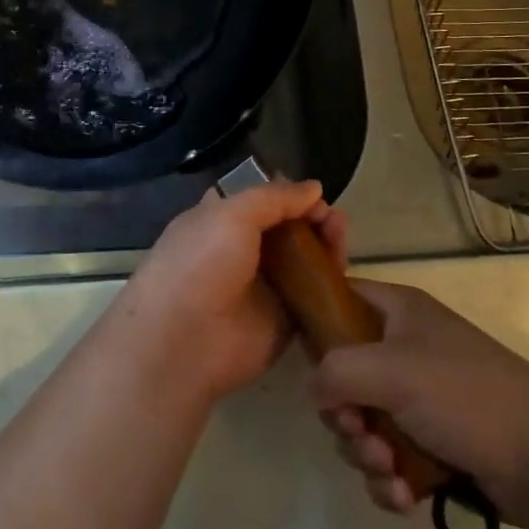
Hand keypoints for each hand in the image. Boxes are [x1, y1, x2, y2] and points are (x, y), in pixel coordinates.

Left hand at [120, 180, 347, 403]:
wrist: (185, 340)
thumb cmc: (201, 263)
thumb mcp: (232, 214)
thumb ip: (274, 198)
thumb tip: (314, 188)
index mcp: (219, 221)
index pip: (259, 202)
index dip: (286, 194)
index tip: (313, 194)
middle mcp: (241, 252)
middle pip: (286, 229)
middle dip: (311, 218)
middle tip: (334, 218)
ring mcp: (263, 287)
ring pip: (303, 260)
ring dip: (325, 243)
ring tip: (341, 232)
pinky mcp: (283, 320)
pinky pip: (312, 296)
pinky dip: (330, 281)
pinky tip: (343, 267)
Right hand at [307, 280, 528, 528]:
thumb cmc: (466, 396)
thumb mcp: (391, 371)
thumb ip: (336, 371)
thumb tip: (312, 389)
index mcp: (398, 311)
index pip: (341, 298)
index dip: (318, 324)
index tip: (308, 362)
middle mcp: (404, 348)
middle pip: (344, 374)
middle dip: (345, 414)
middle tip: (358, 432)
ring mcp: (420, 399)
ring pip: (364, 424)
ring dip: (366, 454)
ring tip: (389, 471)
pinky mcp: (434, 445)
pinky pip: (389, 459)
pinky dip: (389, 479)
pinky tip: (404, 495)